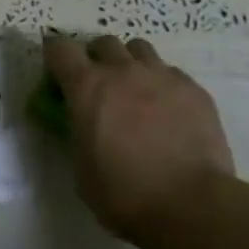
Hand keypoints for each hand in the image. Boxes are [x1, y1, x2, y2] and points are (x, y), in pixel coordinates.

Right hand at [43, 34, 235, 242]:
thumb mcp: (82, 167)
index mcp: (87, 87)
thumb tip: (84, 125)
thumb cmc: (124, 194)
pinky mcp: (193, 89)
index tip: (57, 72)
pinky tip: (168, 110)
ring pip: (139, 49)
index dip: (55, 56)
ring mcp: (161, 76)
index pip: (60, 48)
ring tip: (135, 89)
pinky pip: (170, 72)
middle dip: (96, 58)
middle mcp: (122, 71)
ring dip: (130, 63)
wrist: (190, 205)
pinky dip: (162, 84)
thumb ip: (78, 134)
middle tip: (99, 85)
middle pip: (103, 43)